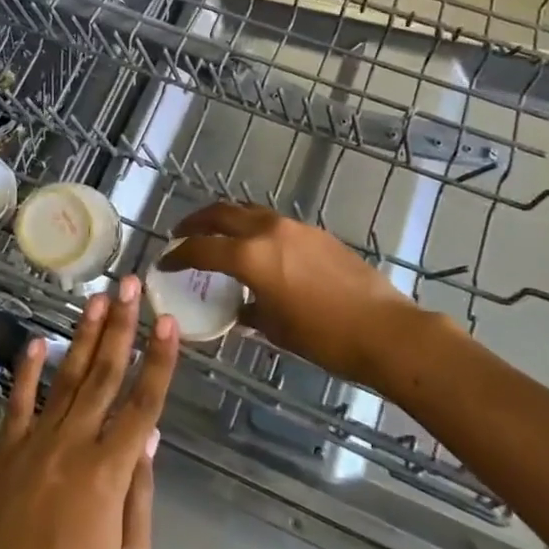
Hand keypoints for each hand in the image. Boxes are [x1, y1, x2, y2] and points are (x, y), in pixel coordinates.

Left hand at [0, 277, 179, 548]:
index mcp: (108, 475)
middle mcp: (71, 449)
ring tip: (96, 299)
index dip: (160, 360)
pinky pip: (17, 406)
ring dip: (82, 336)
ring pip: (65, 380)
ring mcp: (32, 449)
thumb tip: (150, 433)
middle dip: (121, 327)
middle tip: (130, 285)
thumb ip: (141, 490)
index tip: (170, 321)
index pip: (143, 403)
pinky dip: (27, 372)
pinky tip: (38, 342)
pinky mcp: (2, 459)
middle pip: (103, 375)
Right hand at [160, 203, 441, 376]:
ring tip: (215, 235)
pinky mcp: (316, 233)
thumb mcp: (276, 329)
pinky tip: (257, 249)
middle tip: (181, 234)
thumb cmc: (324, 337)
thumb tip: (240, 309)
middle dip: (196, 221)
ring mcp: (294, 227)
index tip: (164, 261)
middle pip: (221, 213)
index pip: (202, 249)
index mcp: (250, 256)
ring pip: (248, 211)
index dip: (178, 255)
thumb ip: (249, 312)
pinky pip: (273, 222)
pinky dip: (253, 228)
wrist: (384, 330)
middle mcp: (268, 231)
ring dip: (226, 219)